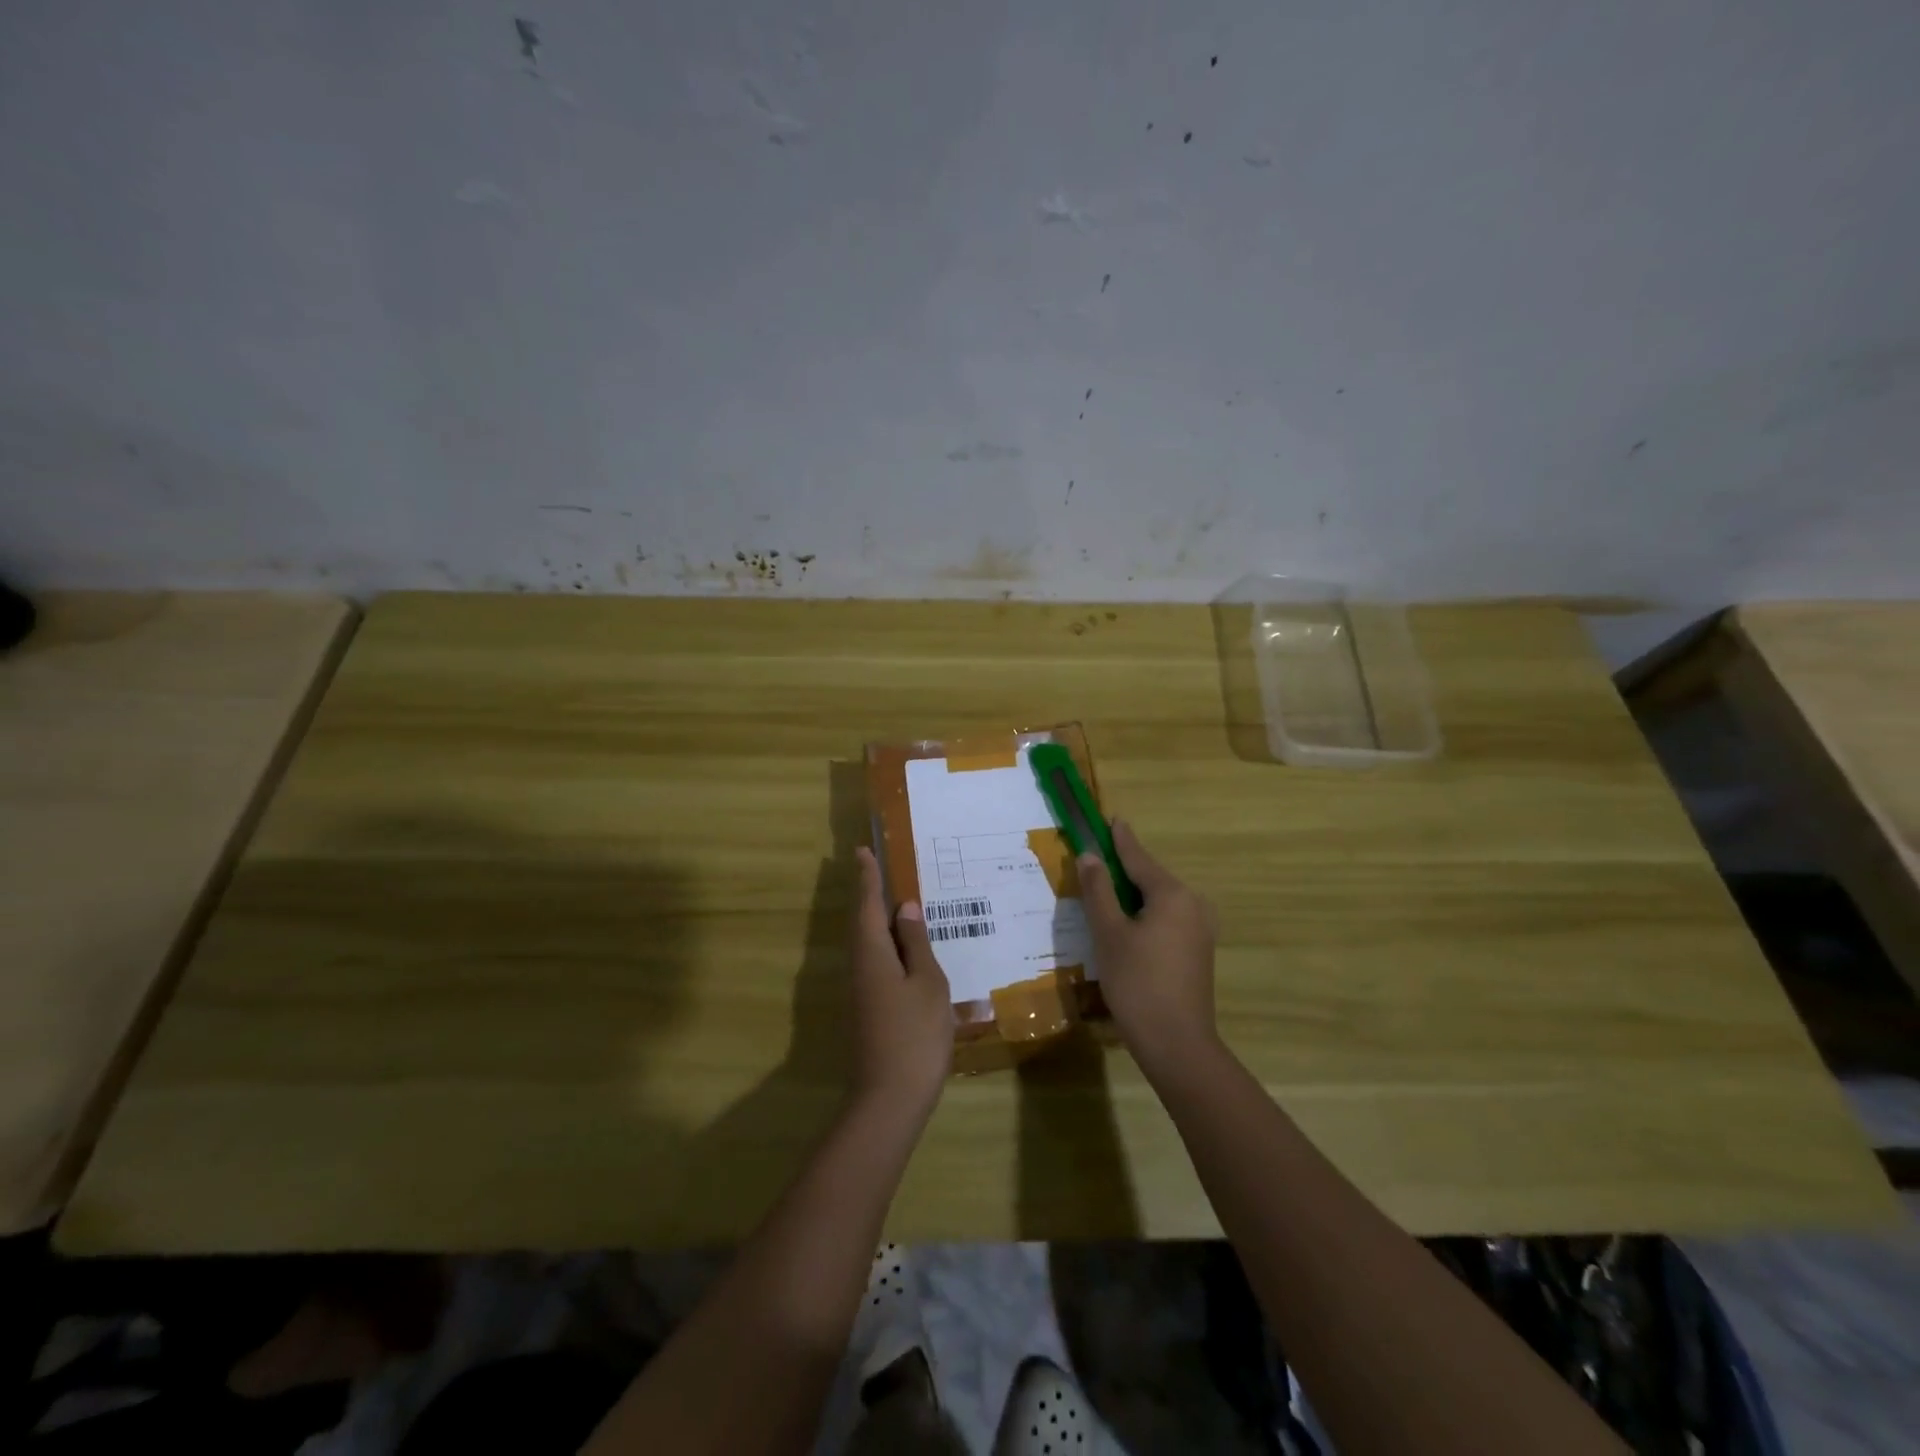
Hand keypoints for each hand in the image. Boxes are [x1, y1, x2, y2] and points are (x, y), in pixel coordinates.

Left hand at [850, 846, 954, 1118]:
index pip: (867, 904)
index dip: (867, 877)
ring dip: (881, 922)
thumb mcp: (927, 983)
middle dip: (870, 895)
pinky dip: (890, 949)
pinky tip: (909, 955)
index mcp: (872, 953)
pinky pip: (878, 965)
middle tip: (879, 869)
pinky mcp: (868, 1010)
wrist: (889, 1099)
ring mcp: (862, 992)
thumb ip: (916, 944)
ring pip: (870, 945)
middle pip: (863, 923)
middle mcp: (860, 967)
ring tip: (899, 906)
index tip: (862, 850)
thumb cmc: (915, 1034)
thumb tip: (904, 908)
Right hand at [1079, 820, 1218, 1070]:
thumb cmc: (1137, 983)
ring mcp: (1200, 929)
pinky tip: (1125, 926)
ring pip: (1159, 901)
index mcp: (1172, 894)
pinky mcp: (1199, 951)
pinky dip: (1145, 915)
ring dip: (1132, 896)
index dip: (1121, 839)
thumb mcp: (1109, 933)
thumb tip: (1090, 856)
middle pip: (1150, 878)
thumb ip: (1098, 890)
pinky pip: (1168, 919)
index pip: (1139, 858)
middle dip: (1122, 870)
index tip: (1112, 818)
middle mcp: (1193, 904)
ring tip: (1104, 894)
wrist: (1177, 1044)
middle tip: (1095, 861)